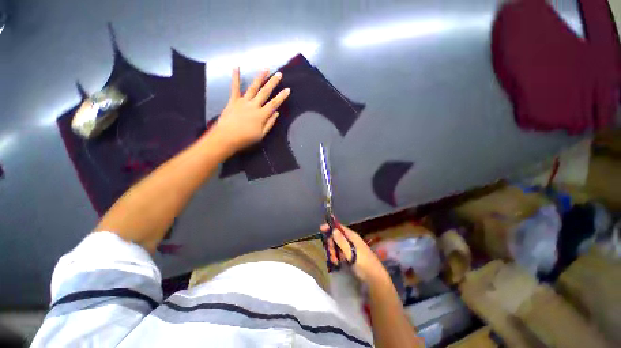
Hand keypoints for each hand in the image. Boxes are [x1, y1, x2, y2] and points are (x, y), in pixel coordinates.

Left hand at [212, 68, 290, 152]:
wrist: (226, 137)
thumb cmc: (245, 138)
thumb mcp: (261, 135)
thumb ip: (269, 123)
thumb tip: (277, 113)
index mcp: (261, 115)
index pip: (274, 104)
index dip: (281, 96)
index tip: (287, 89)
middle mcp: (254, 105)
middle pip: (265, 92)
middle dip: (273, 83)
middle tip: (279, 74)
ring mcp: (243, 101)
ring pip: (253, 87)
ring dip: (260, 78)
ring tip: (265, 69)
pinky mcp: (233, 101)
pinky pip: (235, 88)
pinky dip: (235, 77)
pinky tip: (236, 67)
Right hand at [320, 223, 388, 283]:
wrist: (374, 278)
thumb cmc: (363, 263)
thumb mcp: (351, 252)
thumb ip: (342, 241)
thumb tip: (334, 230)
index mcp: (352, 236)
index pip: (339, 227)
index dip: (330, 227)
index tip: (321, 229)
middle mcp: (350, 240)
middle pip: (336, 237)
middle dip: (331, 244)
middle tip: (330, 252)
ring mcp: (350, 248)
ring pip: (336, 246)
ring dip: (333, 252)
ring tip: (334, 260)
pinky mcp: (349, 256)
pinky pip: (339, 253)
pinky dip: (336, 257)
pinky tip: (336, 263)